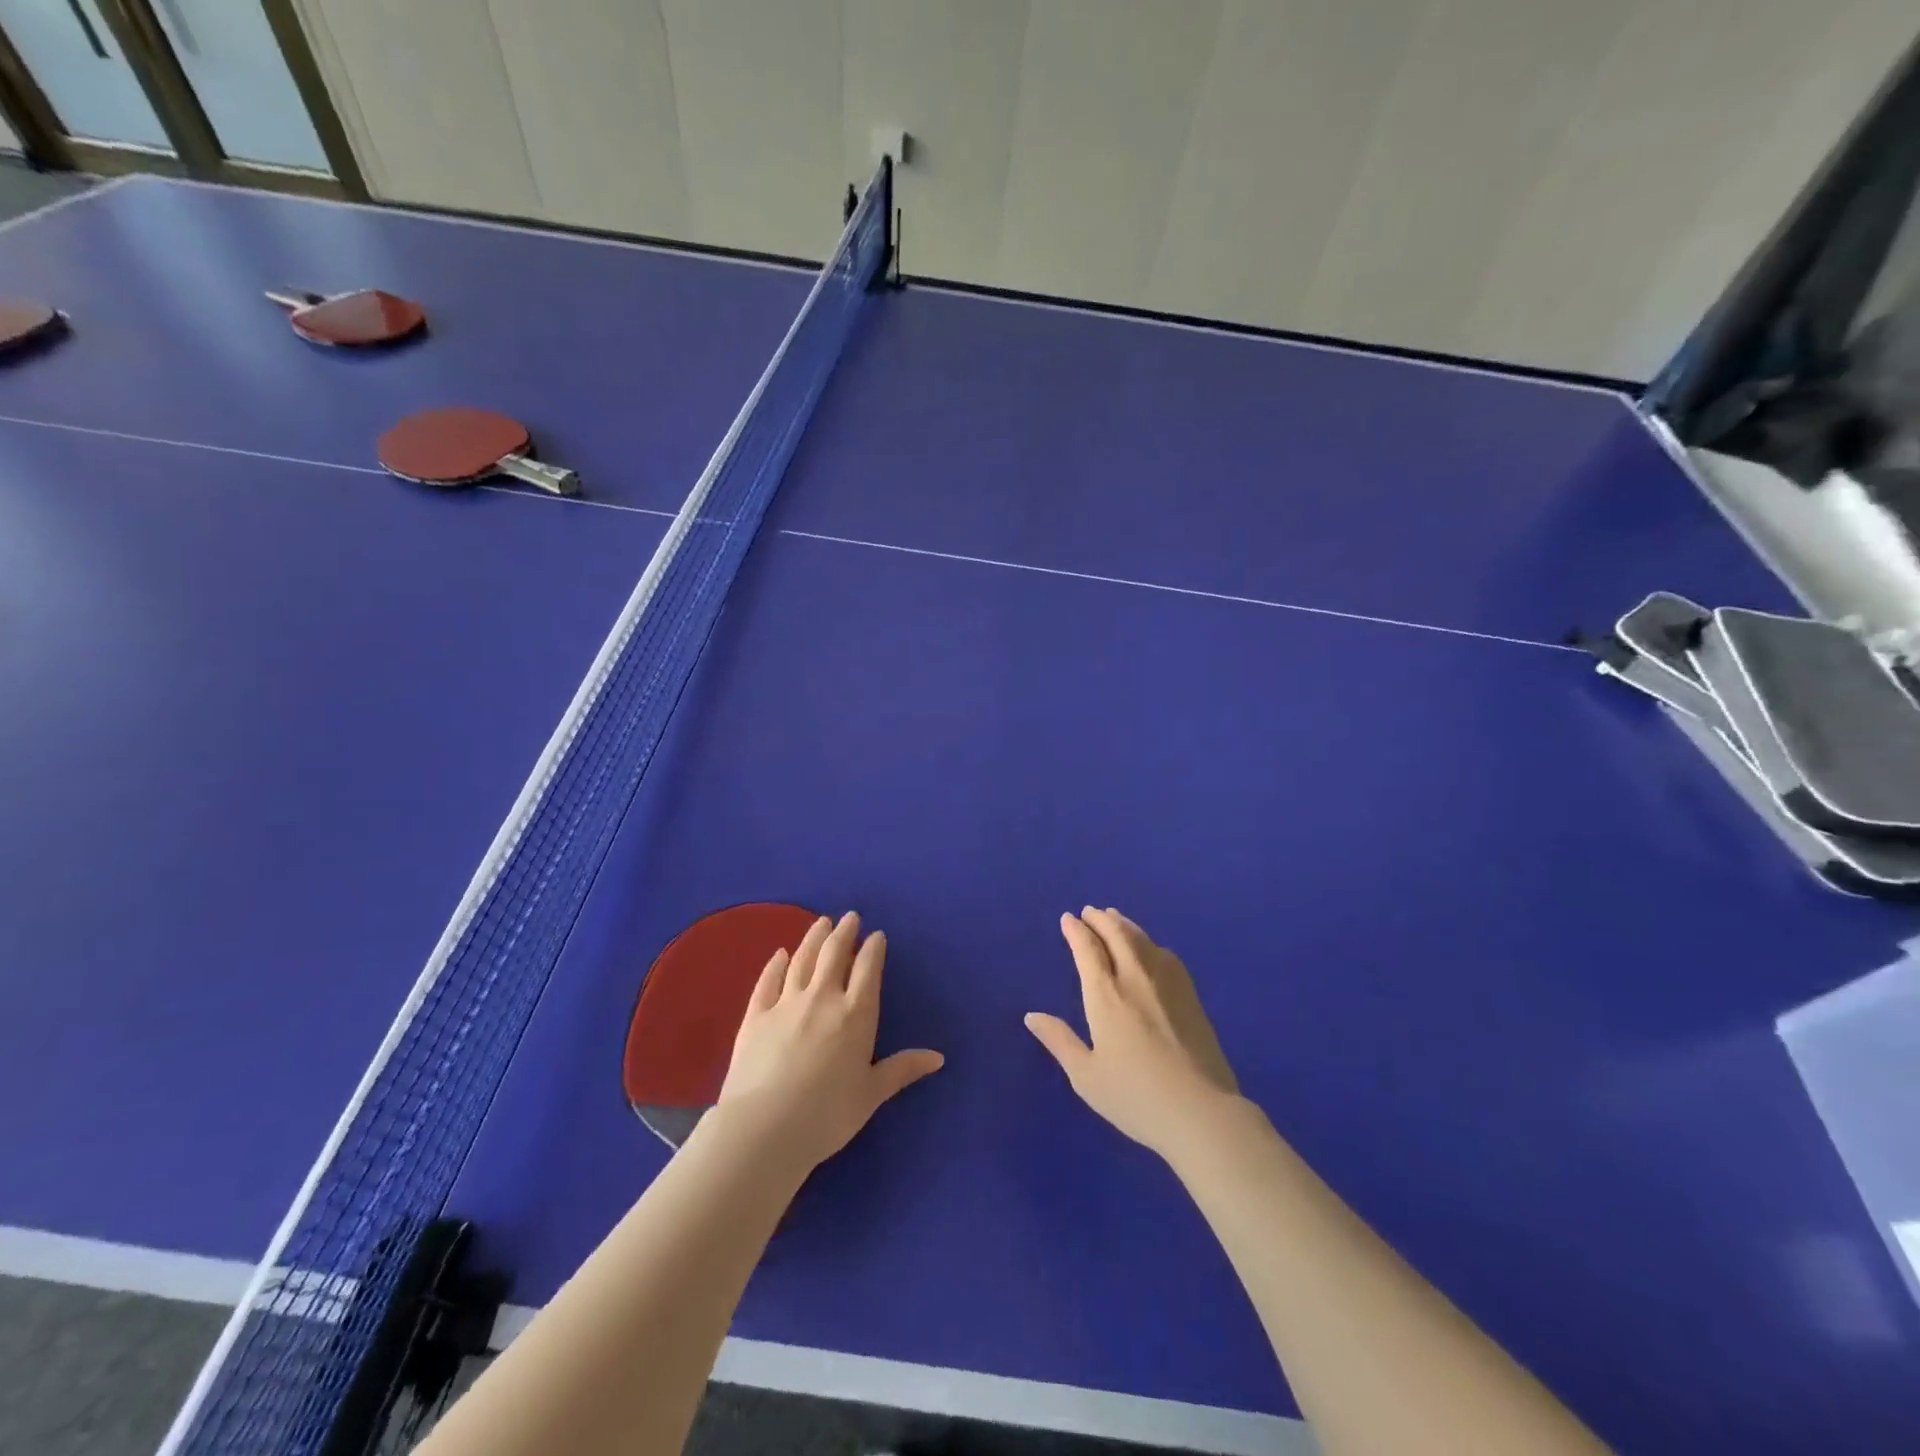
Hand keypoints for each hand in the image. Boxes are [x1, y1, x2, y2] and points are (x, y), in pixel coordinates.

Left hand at [716, 912, 943, 1172]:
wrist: (765, 1128)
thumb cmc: (827, 1115)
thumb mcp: (871, 1094)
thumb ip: (902, 1069)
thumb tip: (939, 1057)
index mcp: (856, 1014)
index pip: (867, 970)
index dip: (873, 949)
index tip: (876, 935)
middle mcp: (823, 998)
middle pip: (835, 955)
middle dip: (844, 933)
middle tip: (849, 917)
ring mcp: (786, 1003)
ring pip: (803, 960)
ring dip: (814, 938)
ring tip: (821, 922)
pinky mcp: (755, 1015)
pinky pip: (768, 980)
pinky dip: (776, 964)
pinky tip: (780, 953)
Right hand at [1025, 907, 1239, 1160]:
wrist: (1201, 1111)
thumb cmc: (1135, 1097)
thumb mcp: (1086, 1076)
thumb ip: (1059, 1041)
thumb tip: (1032, 1016)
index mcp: (1106, 995)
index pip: (1088, 950)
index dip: (1076, 931)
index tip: (1068, 919)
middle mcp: (1135, 978)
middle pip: (1117, 935)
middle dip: (1100, 919)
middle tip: (1090, 911)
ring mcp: (1167, 983)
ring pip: (1142, 940)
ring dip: (1124, 925)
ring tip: (1115, 919)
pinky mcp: (1190, 995)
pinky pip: (1165, 954)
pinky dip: (1149, 942)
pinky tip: (1149, 948)